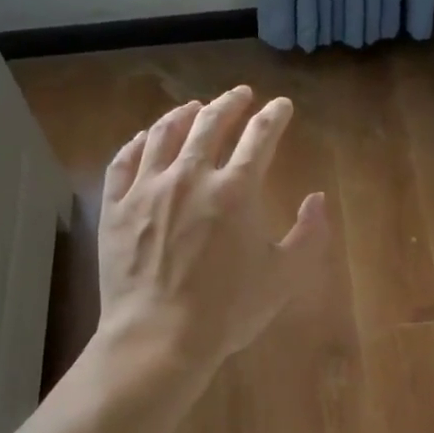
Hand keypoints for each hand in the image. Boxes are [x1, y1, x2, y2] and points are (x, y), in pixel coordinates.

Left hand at [96, 85, 328, 372]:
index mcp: (235, 190)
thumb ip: (308, 234)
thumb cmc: (228, 310)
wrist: (158, 337)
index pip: (259, 136)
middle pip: (210, 123)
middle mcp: (190, 176)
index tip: (281, 106)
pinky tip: (145, 138)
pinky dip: (137, 143)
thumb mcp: (283, 277)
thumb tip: (318, 199)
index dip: (274, 116)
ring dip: (183, 114)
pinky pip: (124, 162)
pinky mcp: (115, 207)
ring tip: (194, 107)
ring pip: (164, 134)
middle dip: (230, 103)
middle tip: (240, 95)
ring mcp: (147, 189)